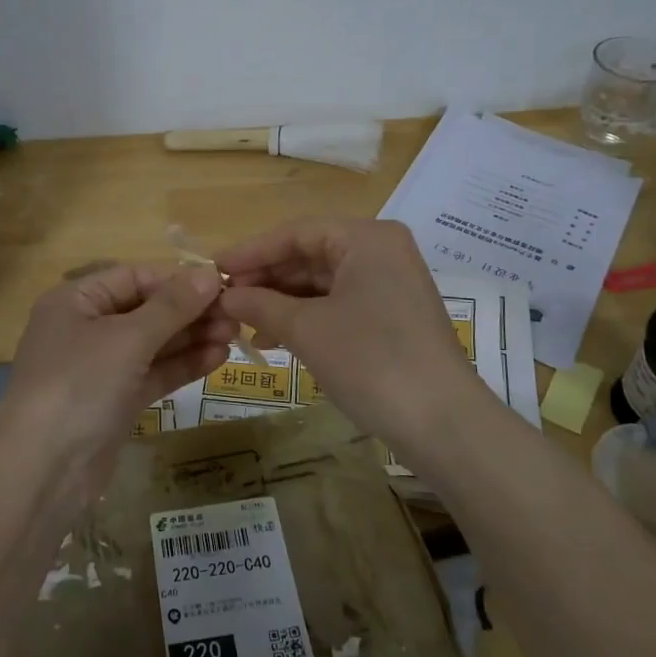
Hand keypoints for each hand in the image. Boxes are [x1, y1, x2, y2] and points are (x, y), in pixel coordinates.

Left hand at [0, 264, 234, 472]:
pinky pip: (153, 374)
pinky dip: (182, 365)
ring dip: (191, 338)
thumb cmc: (80, 384)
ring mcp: (100, 368)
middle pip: (146, 310)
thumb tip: (209, 273)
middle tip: (237, 315)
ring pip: (153, 344)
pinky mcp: (115, 401)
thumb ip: (171, 307)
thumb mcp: (127, 338)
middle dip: (190, 312)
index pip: (134, 278)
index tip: (221, 284)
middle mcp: (86, 328)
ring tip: (235, 335)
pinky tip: (217, 358)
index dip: (177, 280)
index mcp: (76, 301)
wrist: (44, 470)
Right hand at [217, 218, 487, 440]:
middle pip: (310, 255)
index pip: (296, 232)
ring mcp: (390, 285)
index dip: (251, 251)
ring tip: (241, 321)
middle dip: (266, 278)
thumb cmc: (370, 361)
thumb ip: (260, 304)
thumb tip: (224, 296)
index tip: (212, 268)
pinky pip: (339, 304)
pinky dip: (306, 317)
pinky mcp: (392, 317)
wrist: (443, 424)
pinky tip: (274, 335)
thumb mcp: (307, 329)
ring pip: (323, 282)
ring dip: (282, 300)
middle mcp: (381, 251)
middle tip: (223, 299)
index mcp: (366, 238)